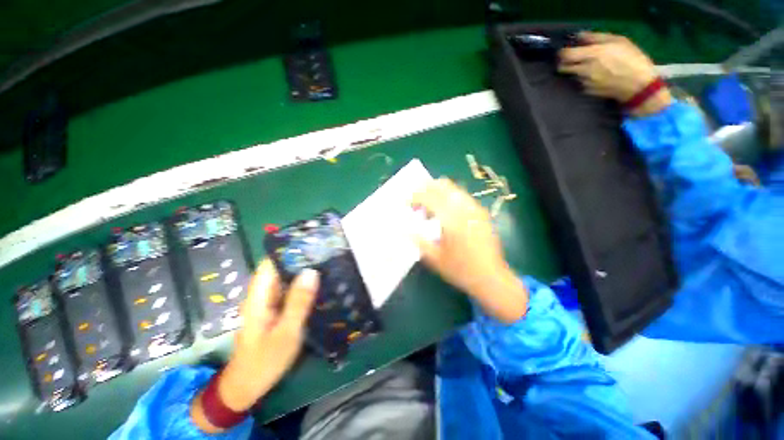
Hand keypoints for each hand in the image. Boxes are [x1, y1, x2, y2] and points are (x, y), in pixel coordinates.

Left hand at [192, 260, 318, 432]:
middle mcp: (262, 295)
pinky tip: (320, 284)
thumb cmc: (264, 361)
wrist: (247, 387)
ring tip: (327, 264)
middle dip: (301, 259)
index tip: (311, 243)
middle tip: (326, 253)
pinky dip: (303, 286)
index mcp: (259, 296)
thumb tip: (311, 272)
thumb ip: (298, 302)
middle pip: (280, 269)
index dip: (289, 250)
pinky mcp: (275, 310)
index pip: (271, 263)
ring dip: (304, 272)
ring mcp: (269, 303)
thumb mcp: (286, 333)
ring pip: (286, 280)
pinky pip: (290, 292)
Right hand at [411, 179, 527, 322]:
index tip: (407, 204)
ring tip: (430, 206)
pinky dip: (450, 197)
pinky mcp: (481, 213)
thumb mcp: (435, 259)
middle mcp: (464, 209)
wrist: (491, 278)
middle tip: (417, 201)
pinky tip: (446, 211)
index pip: (429, 197)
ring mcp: (475, 209)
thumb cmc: (461, 270)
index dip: (415, 197)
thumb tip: (403, 228)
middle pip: (442, 186)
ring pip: (453, 188)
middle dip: (426, 189)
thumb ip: (418, 240)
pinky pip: (462, 196)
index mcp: (451, 220)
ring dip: (438, 192)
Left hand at [558, 32, 672, 116]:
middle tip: (573, 59)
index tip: (564, 51)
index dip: (562, 53)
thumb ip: (596, 38)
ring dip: (577, 71)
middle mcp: (584, 70)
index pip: (566, 55)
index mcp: (591, 55)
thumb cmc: (632, 58)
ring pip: (573, 75)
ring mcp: (584, 82)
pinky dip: (585, 79)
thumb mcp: (618, 41)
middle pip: (563, 67)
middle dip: (565, 63)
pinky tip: (597, 77)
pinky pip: (581, 83)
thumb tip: (580, 36)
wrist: (637, 84)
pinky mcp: (587, 91)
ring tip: (591, 67)